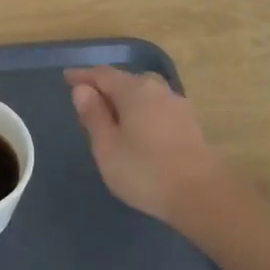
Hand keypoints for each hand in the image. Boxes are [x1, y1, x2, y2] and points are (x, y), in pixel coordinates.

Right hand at [65, 67, 231, 228]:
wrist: (203, 195)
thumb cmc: (146, 171)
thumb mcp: (107, 147)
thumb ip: (93, 116)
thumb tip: (82, 89)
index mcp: (134, 90)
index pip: (103, 74)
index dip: (83, 76)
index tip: (67, 77)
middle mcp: (158, 90)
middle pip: (126, 80)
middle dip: (105, 86)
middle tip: (87, 100)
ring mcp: (178, 106)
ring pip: (144, 94)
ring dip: (125, 99)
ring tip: (111, 115)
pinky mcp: (190, 124)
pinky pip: (157, 108)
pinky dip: (141, 111)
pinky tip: (137, 129)